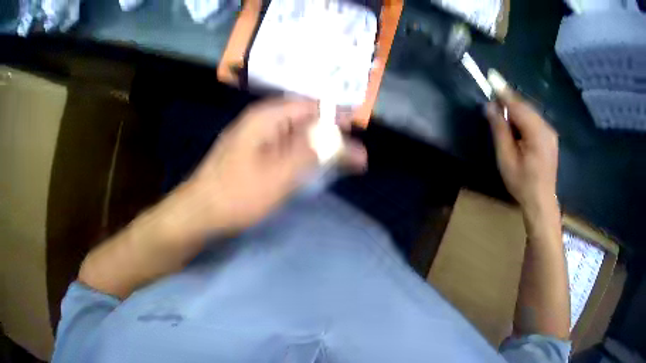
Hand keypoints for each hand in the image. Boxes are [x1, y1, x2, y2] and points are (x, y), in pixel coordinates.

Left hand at [185, 98, 366, 233]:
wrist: (199, 213)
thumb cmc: (237, 194)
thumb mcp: (280, 174)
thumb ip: (313, 153)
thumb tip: (342, 137)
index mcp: (267, 117)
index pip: (311, 106)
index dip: (336, 116)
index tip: (357, 131)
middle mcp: (261, 122)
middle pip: (305, 121)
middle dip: (331, 136)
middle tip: (355, 156)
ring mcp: (255, 139)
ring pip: (295, 137)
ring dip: (319, 148)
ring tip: (343, 164)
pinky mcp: (252, 156)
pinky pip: (284, 149)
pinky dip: (302, 157)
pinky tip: (314, 169)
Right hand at [486, 84, 558, 216]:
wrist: (541, 202)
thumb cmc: (522, 183)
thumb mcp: (506, 158)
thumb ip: (499, 129)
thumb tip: (490, 106)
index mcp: (536, 132)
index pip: (517, 105)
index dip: (503, 92)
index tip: (492, 77)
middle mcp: (546, 128)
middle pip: (524, 107)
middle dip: (508, 102)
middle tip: (493, 104)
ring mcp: (550, 133)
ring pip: (529, 113)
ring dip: (515, 111)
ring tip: (503, 119)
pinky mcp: (550, 138)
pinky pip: (534, 121)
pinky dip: (523, 119)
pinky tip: (517, 129)